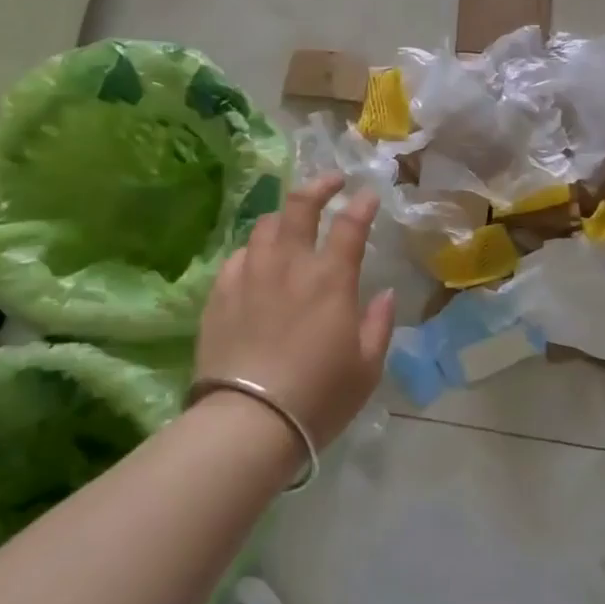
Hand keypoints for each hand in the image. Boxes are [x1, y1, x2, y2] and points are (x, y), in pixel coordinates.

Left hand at [195, 174, 396, 450]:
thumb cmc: (318, 397)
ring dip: (284, 215)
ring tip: (292, 221)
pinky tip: (257, 260)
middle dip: (319, 185)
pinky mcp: (220, 294)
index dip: (361, 204)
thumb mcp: (366, 368)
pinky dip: (254, 250)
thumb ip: (379, 324)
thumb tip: (384, 294)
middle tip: (331, 181)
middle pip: (300, 206)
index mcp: (330, 279)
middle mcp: (289, 265)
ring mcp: (250, 275)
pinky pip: (238, 256)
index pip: (349, 225)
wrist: (248, 421)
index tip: (368, 195)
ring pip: (265, 226)